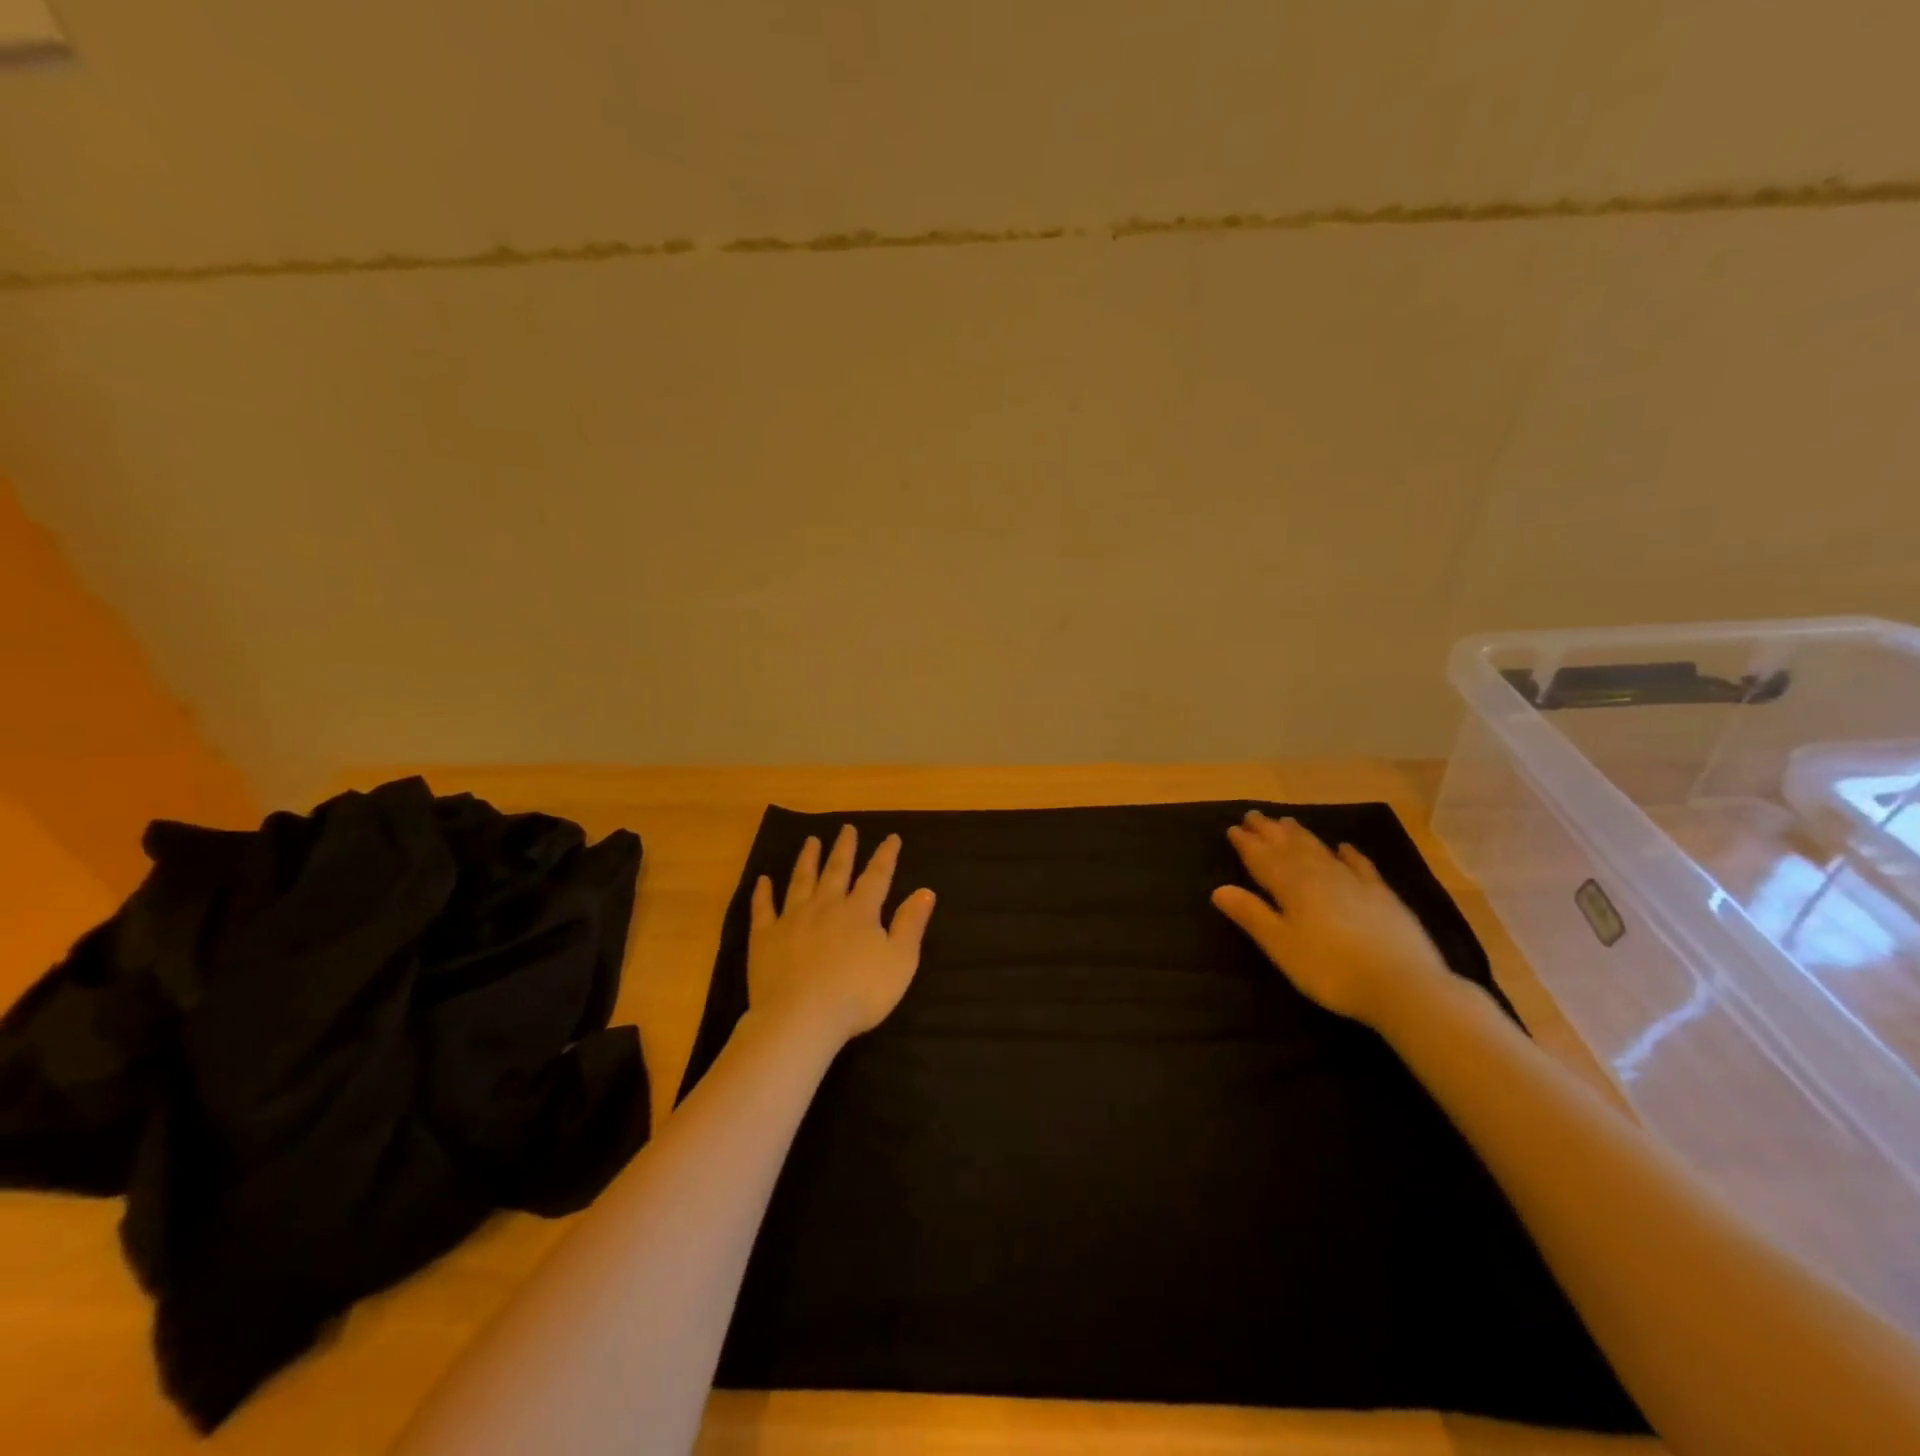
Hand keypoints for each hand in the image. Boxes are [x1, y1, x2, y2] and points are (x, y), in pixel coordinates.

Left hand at [747, 826, 935, 1046]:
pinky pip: (763, 909)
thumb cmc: (859, 993)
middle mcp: (826, 906)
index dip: (886, 856)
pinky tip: (763, 880)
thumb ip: (911, 924)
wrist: (802, 1017)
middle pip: (837, 870)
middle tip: (847, 828)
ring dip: (808, 859)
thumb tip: (925, 891)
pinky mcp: (765, 937)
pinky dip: (763, 893)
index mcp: (860, 912)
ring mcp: (793, 919)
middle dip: (844, 848)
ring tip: (810, 841)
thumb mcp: (900, 961)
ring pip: (801, 881)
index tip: (891, 837)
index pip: (877, 876)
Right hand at [1211, 810, 1454, 1029]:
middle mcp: (1321, 876)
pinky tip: (1344, 847)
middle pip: (1290, 848)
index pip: (1263, 859)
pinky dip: (1349, 854)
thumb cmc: (1330, 969)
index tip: (1233, 828)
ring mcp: (1355, 883)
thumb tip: (1219, 889)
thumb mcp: (1281, 946)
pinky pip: (1361, 866)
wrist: (1403, 984)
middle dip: (1270, 832)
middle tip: (1255, 815)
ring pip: (1321, 851)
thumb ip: (1252, 915)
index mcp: (1293, 887)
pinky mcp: (1382, 896)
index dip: (1247, 844)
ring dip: (1302, 836)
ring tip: (1287, 822)